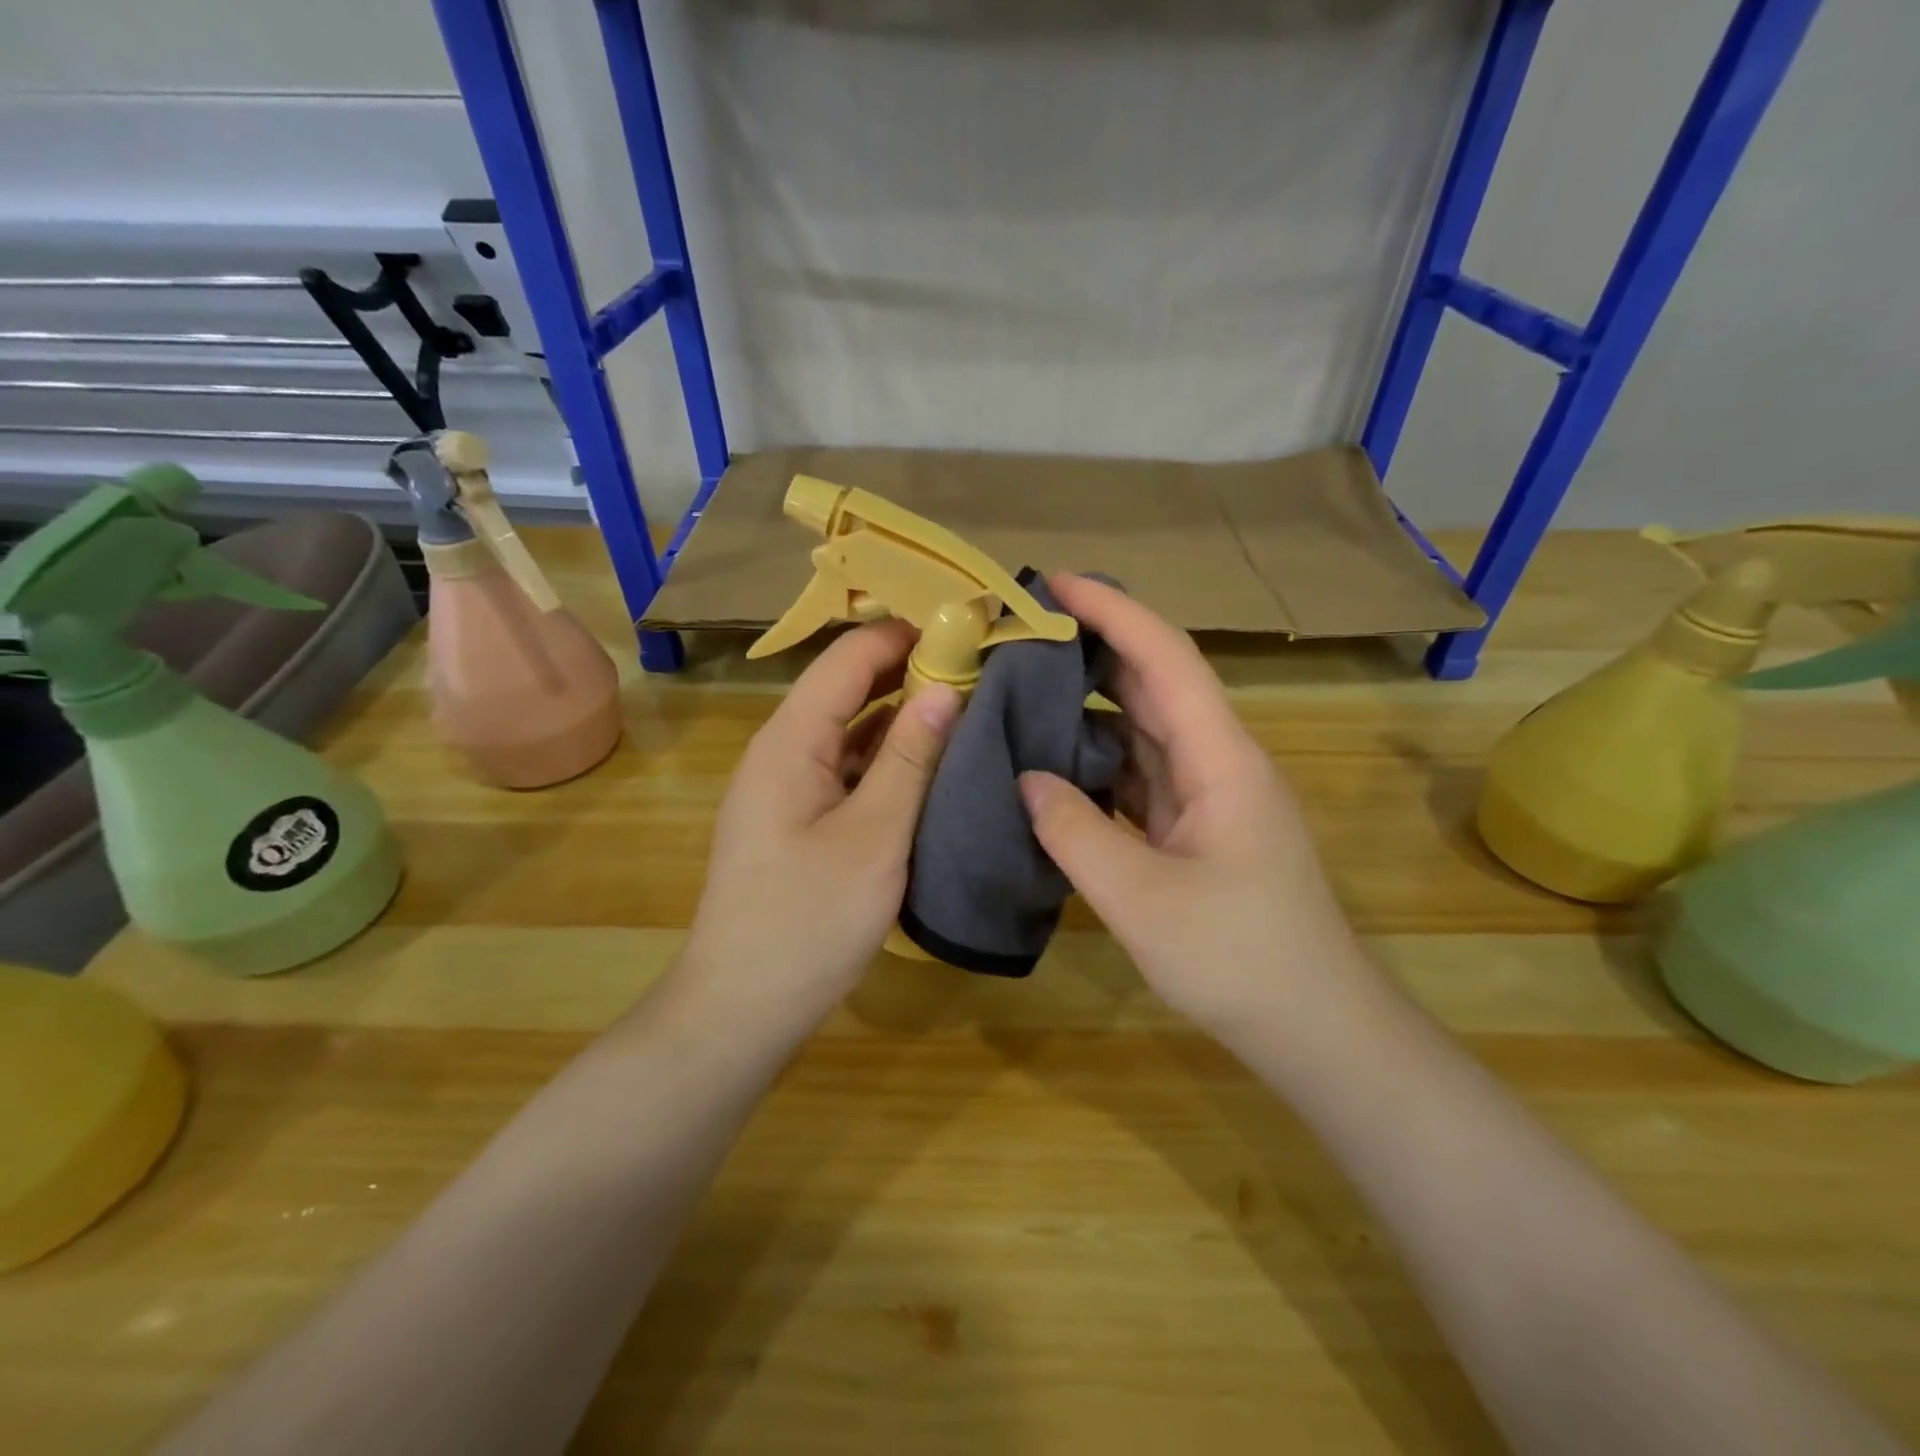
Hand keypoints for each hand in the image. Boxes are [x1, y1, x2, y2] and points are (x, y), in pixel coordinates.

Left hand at [681, 620, 960, 1017]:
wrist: (742, 1006)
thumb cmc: (808, 921)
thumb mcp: (874, 836)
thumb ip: (910, 757)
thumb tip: (945, 687)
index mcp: (791, 739)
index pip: (849, 656)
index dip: (906, 633)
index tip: (968, 627)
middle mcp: (783, 749)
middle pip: (848, 686)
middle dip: (911, 668)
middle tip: (982, 666)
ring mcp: (789, 784)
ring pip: (850, 727)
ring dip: (903, 713)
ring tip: (971, 703)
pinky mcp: (799, 816)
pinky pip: (847, 766)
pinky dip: (888, 755)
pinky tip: (932, 761)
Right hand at [1019, 574, 1367, 1033]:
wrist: (1314, 1027)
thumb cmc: (1239, 960)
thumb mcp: (1142, 900)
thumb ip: (1075, 832)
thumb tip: (1027, 778)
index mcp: (1221, 759)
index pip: (1165, 658)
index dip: (1113, 610)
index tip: (1055, 582)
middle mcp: (1219, 761)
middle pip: (1155, 683)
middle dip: (1096, 645)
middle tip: (1025, 630)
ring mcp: (1210, 796)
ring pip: (1146, 728)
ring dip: (1093, 702)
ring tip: (1026, 684)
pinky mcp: (1197, 828)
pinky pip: (1141, 773)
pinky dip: (1098, 757)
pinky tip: (1055, 759)